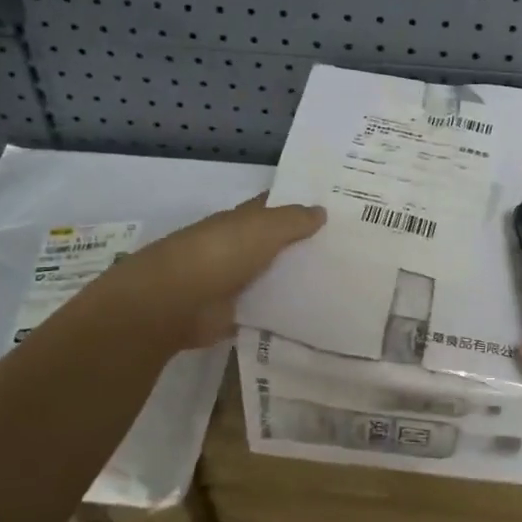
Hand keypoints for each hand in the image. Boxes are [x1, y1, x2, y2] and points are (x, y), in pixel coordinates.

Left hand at [90, 196, 324, 349]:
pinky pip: (264, 311)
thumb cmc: (218, 254)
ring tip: (340, 286)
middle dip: (303, 246)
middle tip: (347, 251)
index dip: (298, 205)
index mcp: (240, 221)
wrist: (173, 302)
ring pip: (271, 278)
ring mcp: (232, 282)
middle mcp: (236, 248)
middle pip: (275, 245)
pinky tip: (313, 316)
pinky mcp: (231, 315)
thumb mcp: (263, 229)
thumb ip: (293, 220)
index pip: (272, 207)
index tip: (333, 209)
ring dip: (295, 281)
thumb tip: (321, 210)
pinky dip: (282, 314)